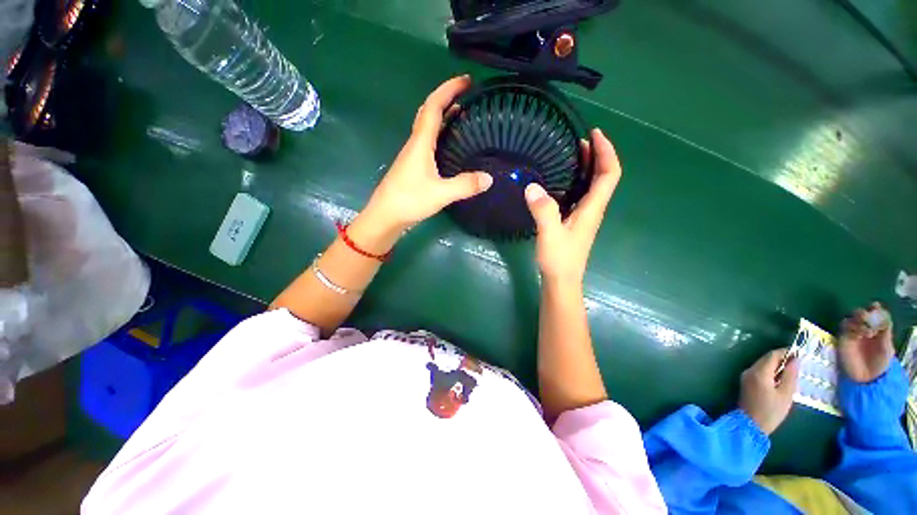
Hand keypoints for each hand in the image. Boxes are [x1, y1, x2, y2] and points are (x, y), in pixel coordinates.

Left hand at [359, 76, 492, 237]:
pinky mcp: (413, 167)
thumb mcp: (441, 194)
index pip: (433, 106)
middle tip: (468, 96)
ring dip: (444, 117)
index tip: (467, 80)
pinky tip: (450, 146)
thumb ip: (465, 185)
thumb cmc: (409, 200)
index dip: (449, 89)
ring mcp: (413, 155)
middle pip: (429, 113)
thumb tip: (489, 178)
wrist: (385, 216)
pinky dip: (441, 135)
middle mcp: (415, 144)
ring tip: (464, 116)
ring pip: (428, 128)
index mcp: (421, 143)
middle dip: (447, 98)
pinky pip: (428, 143)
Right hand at [524, 129, 621, 284]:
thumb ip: (543, 211)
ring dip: (587, 166)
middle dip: (598, 155)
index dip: (606, 152)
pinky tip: (560, 180)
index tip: (594, 134)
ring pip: (593, 185)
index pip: (609, 174)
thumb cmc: (559, 260)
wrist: (561, 280)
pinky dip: (576, 180)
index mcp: (592, 209)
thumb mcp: (549, 235)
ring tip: (572, 153)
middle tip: (581, 139)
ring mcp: (584, 215)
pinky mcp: (575, 221)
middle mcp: (592, 209)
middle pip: (604, 176)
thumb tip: (531, 186)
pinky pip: (581, 193)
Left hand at [738, 348, 798, 434]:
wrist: (750, 424)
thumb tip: (795, 360)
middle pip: (766, 359)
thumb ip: (790, 375)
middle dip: (782, 359)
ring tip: (792, 372)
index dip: (786, 352)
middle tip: (798, 363)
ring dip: (776, 366)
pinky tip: (780, 379)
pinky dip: (770, 372)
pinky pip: (759, 371)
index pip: (772, 355)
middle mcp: (750, 370)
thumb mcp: (786, 394)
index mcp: (759, 372)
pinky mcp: (746, 382)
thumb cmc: (770, 411)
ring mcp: (746, 376)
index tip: (799, 354)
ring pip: (763, 365)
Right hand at [839, 302, 894, 382]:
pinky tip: (858, 336)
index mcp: (876, 328)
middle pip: (860, 313)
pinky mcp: (843, 338)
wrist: (867, 378)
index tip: (875, 306)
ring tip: (867, 332)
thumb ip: (885, 332)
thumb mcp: (887, 347)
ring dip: (858, 322)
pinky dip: (851, 328)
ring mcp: (852, 333)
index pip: (874, 313)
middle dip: (863, 313)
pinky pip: (844, 328)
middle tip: (868, 318)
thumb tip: (882, 316)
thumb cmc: (880, 363)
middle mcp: (864, 328)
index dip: (875, 308)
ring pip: (851, 319)